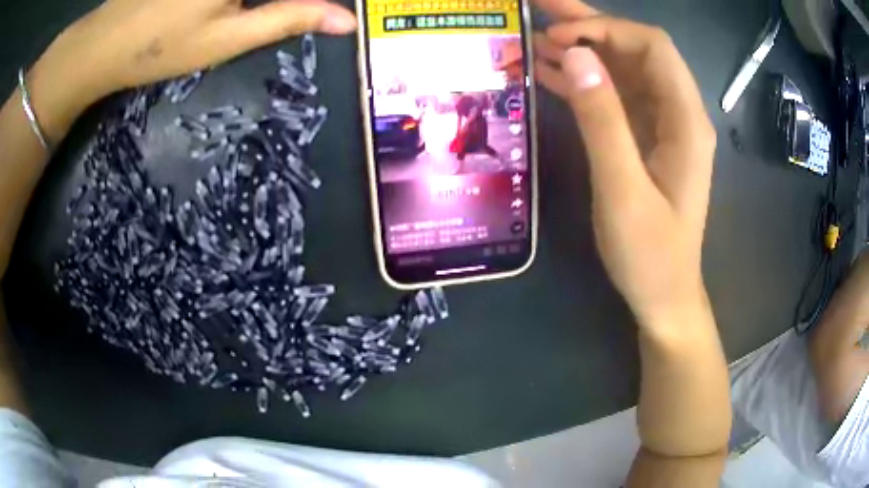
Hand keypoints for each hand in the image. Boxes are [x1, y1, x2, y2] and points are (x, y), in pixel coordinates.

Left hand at [27, 0, 355, 137]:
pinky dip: (247, 0)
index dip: (317, 0)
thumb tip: (347, 21)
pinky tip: (235, 10)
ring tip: (244, 18)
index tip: (328, 10)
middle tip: (273, 16)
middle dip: (287, 2)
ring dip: (263, 3)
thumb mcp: (229, 37)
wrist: (104, 43)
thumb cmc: (162, 45)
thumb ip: (290, 18)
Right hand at [533, 0, 716, 329]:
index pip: (651, 47)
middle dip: (590, 25)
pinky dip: (583, 81)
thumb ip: (602, 120)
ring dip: (582, 50)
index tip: (559, 34)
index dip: (606, 28)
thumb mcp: (623, 191)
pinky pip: (614, 97)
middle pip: (636, 50)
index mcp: (685, 120)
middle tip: (540, 8)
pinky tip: (549, 73)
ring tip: (534, 36)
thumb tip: (574, 56)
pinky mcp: (644, 139)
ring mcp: (661, 125)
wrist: (664, 297)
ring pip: (622, 70)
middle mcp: (677, 113)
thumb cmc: (650, 255)